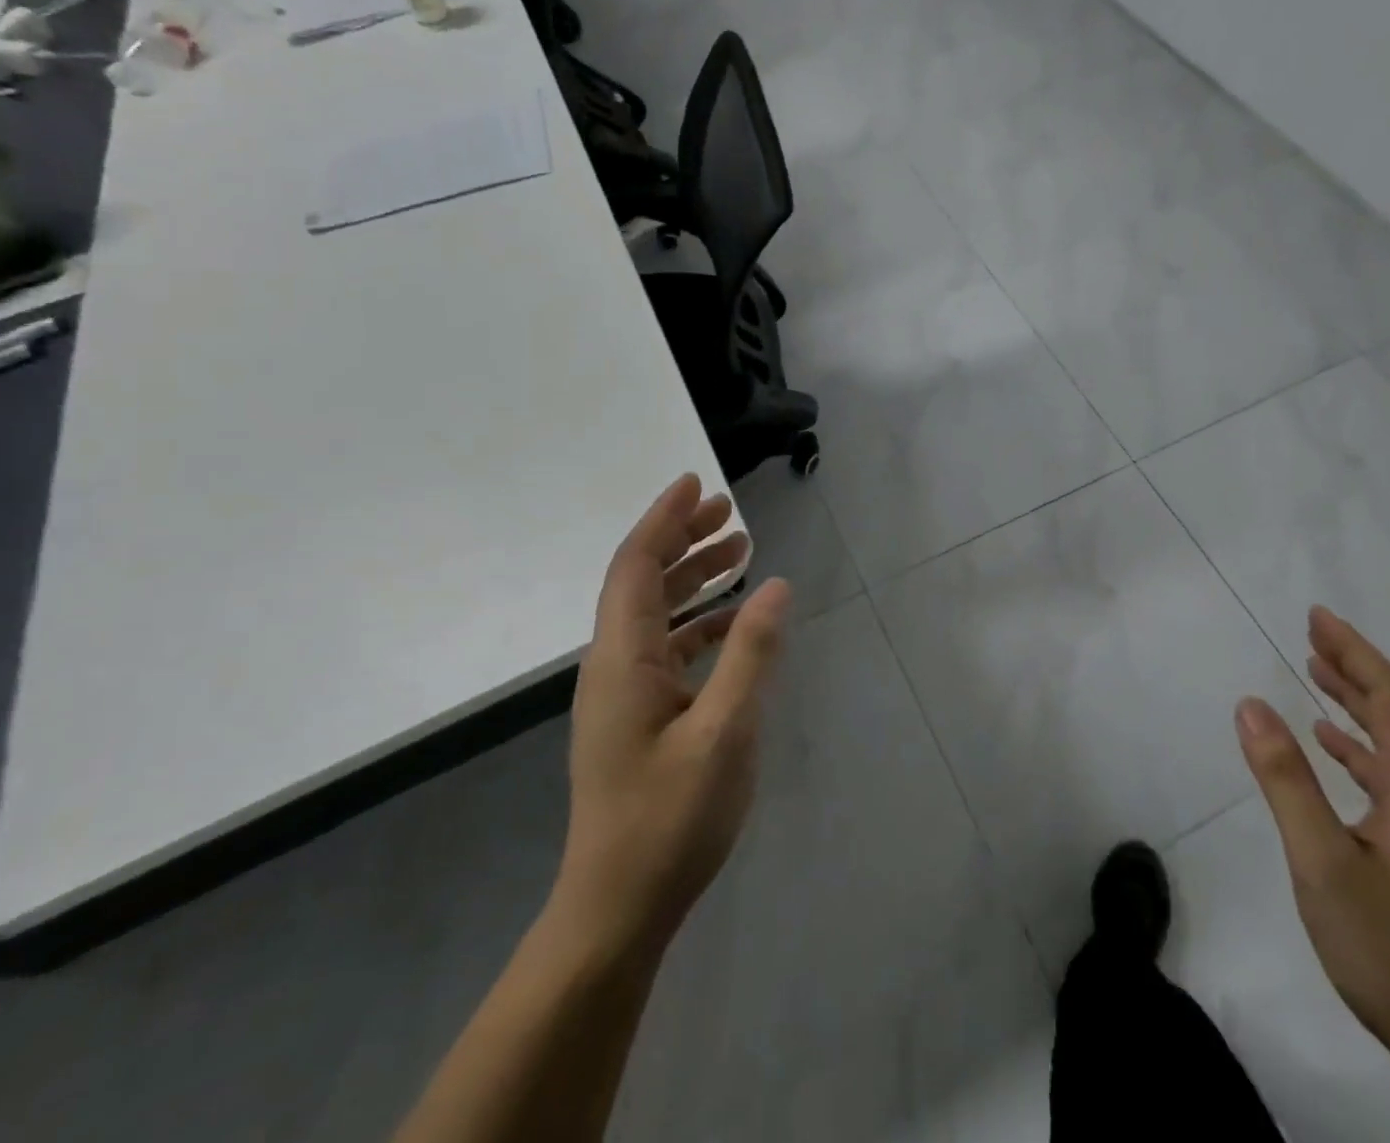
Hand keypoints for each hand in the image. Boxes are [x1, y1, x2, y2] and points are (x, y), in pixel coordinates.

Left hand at [551, 474, 791, 950]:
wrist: (617, 907)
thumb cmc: (670, 818)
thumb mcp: (725, 730)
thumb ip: (751, 652)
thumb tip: (776, 586)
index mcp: (622, 658)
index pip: (637, 566)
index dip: (664, 519)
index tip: (696, 483)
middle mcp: (613, 665)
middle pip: (642, 581)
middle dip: (683, 539)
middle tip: (729, 512)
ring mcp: (621, 693)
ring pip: (654, 613)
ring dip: (692, 577)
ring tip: (738, 551)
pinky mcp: (635, 716)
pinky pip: (665, 647)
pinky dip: (697, 621)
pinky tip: (732, 623)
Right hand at [1235, 607, 1389, 1070]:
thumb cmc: (1388, 947)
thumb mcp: (1321, 861)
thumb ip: (1285, 780)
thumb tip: (1251, 704)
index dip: (1357, 653)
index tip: (1317, 618)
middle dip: (1359, 666)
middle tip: (1313, 632)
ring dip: (1360, 701)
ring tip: (1317, 672)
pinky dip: (1361, 744)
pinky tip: (1333, 744)